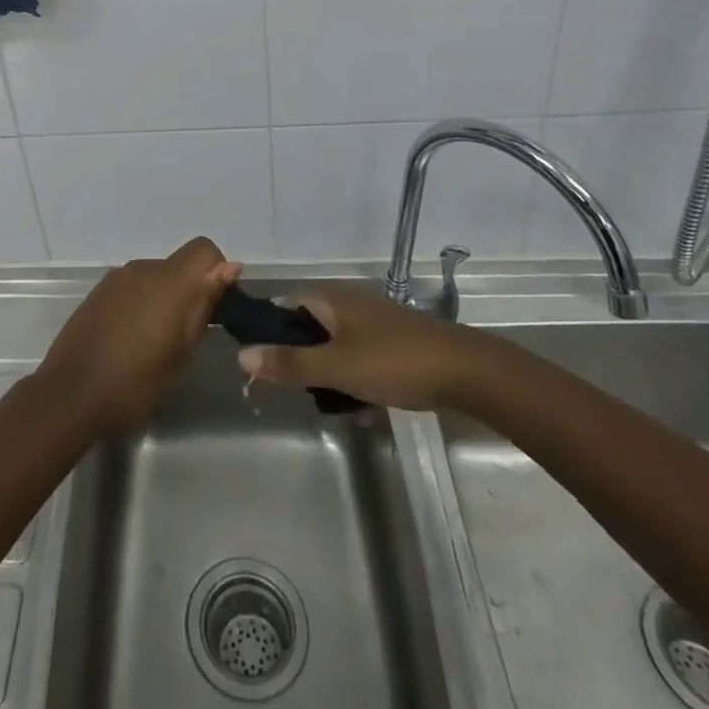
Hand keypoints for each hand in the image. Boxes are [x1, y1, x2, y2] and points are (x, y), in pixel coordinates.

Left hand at [39, 237, 240, 431]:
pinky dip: (140, 303)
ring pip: (155, 277)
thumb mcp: (180, 352)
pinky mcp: (98, 291)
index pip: (204, 249)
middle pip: (178, 265)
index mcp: (169, 281)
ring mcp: (117, 278)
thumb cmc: (135, 382)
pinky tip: (130, 338)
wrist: (70, 393)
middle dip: (189, 291)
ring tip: (155, 342)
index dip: (216, 271)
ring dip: (163, 298)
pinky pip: (132, 287)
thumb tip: (229, 268)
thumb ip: (203, 305)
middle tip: (186, 336)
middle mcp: (143, 269)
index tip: (215, 307)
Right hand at [236, 283, 472, 411]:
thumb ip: (289, 364)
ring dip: (331, 375)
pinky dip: (358, 379)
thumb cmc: (394, 363)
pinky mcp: (397, 342)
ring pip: (338, 347)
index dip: (271, 335)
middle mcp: (350, 303)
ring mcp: (376, 322)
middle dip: (303, 361)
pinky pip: (363, 357)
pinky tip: (368, 409)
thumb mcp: (335, 368)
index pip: (286, 307)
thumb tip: (241, 354)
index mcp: (331, 300)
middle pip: (311, 329)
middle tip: (300, 393)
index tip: (263, 368)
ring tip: (335, 406)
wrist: (467, 372)